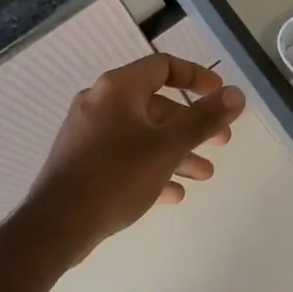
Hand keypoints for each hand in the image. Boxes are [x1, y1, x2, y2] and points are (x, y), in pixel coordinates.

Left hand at [22, 54, 244, 261]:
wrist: (56, 225)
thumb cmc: (116, 176)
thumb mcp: (168, 146)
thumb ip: (204, 119)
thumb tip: (237, 94)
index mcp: (118, 88)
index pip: (163, 66)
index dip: (197, 77)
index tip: (221, 95)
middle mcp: (100, 102)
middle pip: (156, 104)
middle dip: (192, 125)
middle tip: (221, 143)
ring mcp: (87, 133)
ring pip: (142, 134)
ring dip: (175, 151)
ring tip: (203, 175)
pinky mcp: (81, 162)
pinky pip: (124, 156)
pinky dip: (150, 167)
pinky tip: (172, 193)